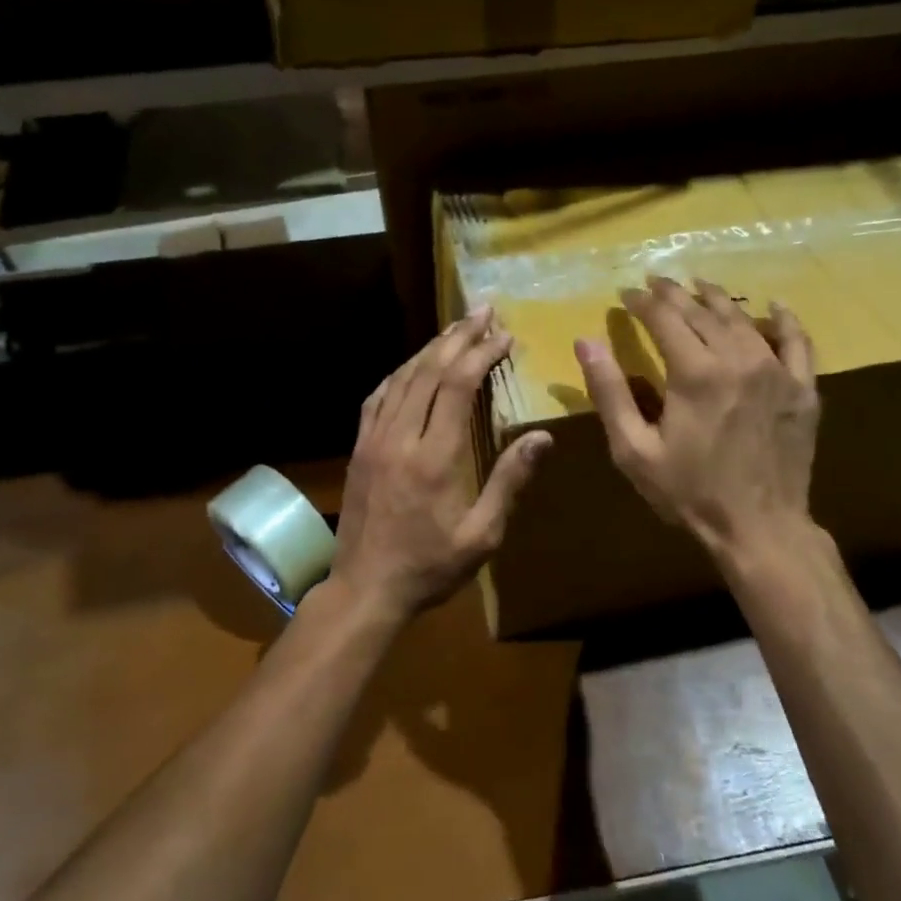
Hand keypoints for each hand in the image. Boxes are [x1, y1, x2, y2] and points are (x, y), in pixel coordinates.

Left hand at [330, 307, 551, 622]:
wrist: (365, 588)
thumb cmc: (430, 567)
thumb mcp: (482, 535)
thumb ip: (510, 482)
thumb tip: (542, 437)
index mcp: (436, 457)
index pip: (459, 386)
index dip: (482, 354)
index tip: (504, 335)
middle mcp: (401, 438)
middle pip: (429, 371)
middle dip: (459, 337)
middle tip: (482, 311)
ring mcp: (374, 441)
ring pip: (401, 379)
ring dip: (429, 349)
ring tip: (454, 329)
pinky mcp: (358, 449)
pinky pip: (377, 398)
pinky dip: (397, 374)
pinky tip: (410, 366)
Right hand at [574, 276, 819, 556]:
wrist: (759, 528)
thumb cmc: (689, 492)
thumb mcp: (634, 449)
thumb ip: (610, 392)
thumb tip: (585, 342)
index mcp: (694, 373)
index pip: (664, 318)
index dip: (642, 302)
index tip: (626, 293)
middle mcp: (737, 359)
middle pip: (702, 312)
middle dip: (675, 293)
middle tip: (656, 282)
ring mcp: (776, 371)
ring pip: (744, 319)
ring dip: (717, 298)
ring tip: (699, 285)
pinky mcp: (802, 389)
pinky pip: (797, 342)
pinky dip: (784, 320)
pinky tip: (774, 306)